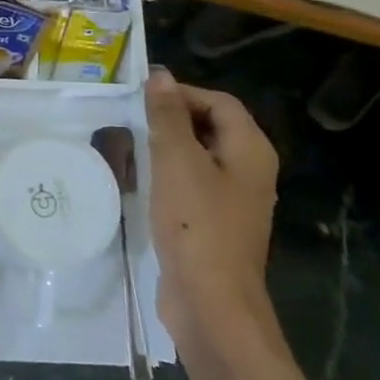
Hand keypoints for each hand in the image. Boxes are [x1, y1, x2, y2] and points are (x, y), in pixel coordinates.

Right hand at [145, 68, 281, 358]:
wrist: (210, 302)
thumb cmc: (196, 224)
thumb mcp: (177, 161)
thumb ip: (168, 116)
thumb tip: (160, 76)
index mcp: (251, 151)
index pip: (220, 102)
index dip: (182, 93)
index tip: (140, 97)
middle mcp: (249, 171)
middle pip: (212, 127)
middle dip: (172, 119)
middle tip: (130, 118)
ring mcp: (233, 201)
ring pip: (198, 157)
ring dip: (166, 148)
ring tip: (128, 145)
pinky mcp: (213, 224)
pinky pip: (191, 185)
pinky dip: (167, 176)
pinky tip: (139, 182)